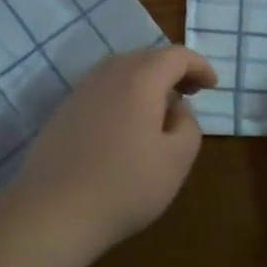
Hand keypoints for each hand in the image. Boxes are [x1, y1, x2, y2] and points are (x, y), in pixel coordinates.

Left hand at [7, 45, 217, 252]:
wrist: (53, 210)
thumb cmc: (125, 185)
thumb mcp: (176, 160)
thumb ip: (188, 125)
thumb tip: (176, 108)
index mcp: (140, 79)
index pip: (176, 56)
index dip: (199, 66)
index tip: (212, 86)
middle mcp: (108, 74)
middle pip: (146, 58)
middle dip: (172, 70)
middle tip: (190, 93)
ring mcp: (81, 91)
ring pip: (120, 72)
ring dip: (145, 82)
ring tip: (159, 108)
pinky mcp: (63, 112)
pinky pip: (101, 90)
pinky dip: (122, 95)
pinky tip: (126, 125)